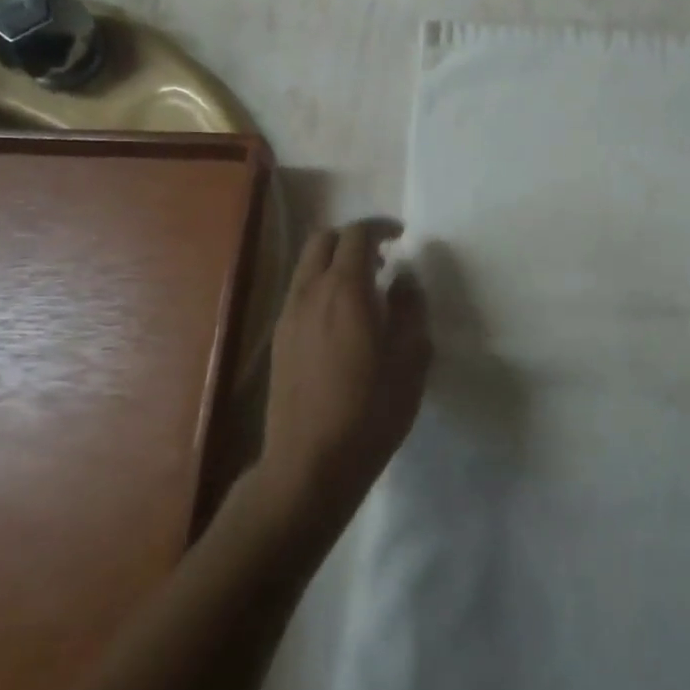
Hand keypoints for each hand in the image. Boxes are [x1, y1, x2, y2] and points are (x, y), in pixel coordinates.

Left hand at [254, 218, 431, 534]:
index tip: (402, 236)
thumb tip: (406, 279)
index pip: (357, 234)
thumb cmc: (371, 410)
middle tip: (382, 259)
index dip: (381, 227)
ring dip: (335, 262)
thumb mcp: (411, 359)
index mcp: (346, 290)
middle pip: (323, 240)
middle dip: (353, 238)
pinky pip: (299, 292)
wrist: (310, 462)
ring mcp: (288, 315)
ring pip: (306, 266)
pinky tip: (343, 320)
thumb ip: (411, 309)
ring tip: (364, 290)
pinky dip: (321, 286)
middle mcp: (310, 292)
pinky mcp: (279, 339)